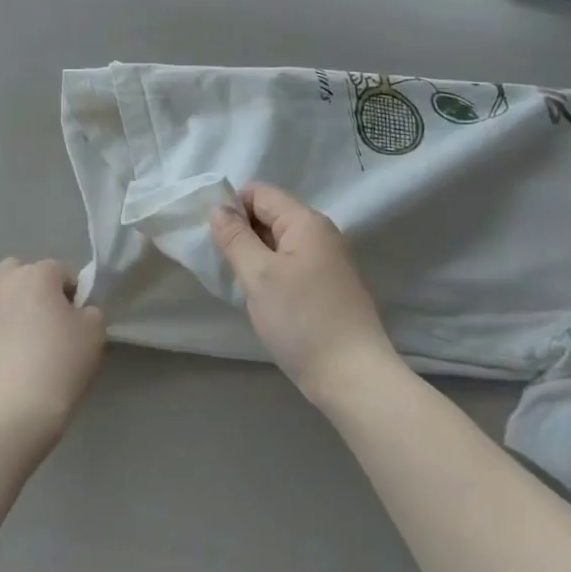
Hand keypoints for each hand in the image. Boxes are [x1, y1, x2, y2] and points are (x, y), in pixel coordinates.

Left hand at [0, 258, 105, 450]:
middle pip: (25, 273)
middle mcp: (6, 283)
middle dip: (39, 289)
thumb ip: (90, 311)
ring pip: (7, 298)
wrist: (14, 411)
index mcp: (37, 274)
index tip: (81, 323)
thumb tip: (78, 312)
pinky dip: (7, 334)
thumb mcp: (94, 331)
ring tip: (36, 344)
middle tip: (54, 321)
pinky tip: (19, 361)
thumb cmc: (60, 362)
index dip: (77, 295)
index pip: (63, 272)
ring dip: (21, 310)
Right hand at [210, 183, 401, 410]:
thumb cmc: (302, 320)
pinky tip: (265, 298)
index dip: (233, 207)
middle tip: (225, 263)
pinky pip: (293, 263)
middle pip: (271, 214)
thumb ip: (235, 237)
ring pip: (280, 242)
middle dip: (244, 232)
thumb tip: (218, 208)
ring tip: (242, 283)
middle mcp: (322, 233)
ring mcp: (329, 260)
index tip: (215, 238)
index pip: (260, 193)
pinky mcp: (330, 285)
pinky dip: (273, 272)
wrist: (354, 378)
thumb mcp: (259, 276)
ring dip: (257, 255)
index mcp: (306, 221)